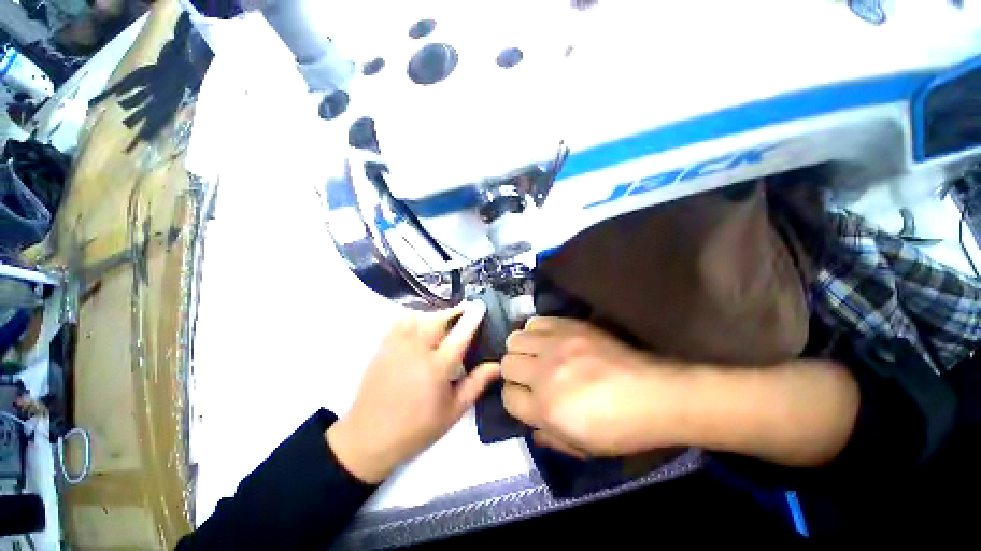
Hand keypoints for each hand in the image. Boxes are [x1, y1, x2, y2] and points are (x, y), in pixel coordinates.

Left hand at [327, 302, 499, 483]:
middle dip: (453, 312)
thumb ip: (476, 384)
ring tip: (442, 322)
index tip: (480, 305)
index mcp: (437, 367)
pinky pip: (400, 322)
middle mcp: (417, 350)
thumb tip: (497, 365)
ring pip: (419, 317)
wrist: (368, 438)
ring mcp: (397, 346)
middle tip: (463, 313)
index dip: (472, 318)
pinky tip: (418, 328)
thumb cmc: (417, 428)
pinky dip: (413, 319)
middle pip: (437, 320)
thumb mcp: (453, 411)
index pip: (459, 335)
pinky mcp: (383, 347)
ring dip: (433, 316)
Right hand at [501, 317, 682, 457]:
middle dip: (515, 373)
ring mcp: (556, 345)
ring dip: (522, 350)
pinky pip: (536, 321)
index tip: (526, 398)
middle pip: (507, 364)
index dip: (515, 399)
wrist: (654, 394)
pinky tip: (548, 340)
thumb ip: (549, 438)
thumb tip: (531, 427)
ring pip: (515, 339)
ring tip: (537, 355)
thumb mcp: (583, 448)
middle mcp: (544, 372)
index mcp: (545, 408)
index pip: (507, 397)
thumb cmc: (620, 429)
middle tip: (531, 377)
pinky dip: (536, 331)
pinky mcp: (569, 326)